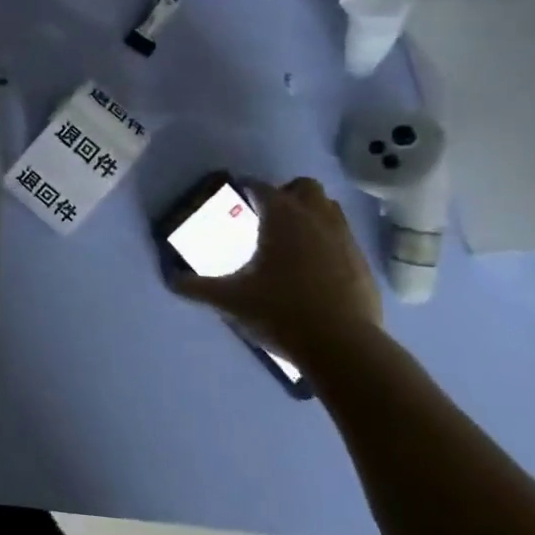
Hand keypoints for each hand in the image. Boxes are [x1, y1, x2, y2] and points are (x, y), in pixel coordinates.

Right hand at [170, 177, 381, 367]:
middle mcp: (315, 218)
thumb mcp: (229, 300)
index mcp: (281, 217)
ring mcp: (345, 240)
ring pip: (330, 209)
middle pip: (304, 187)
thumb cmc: (279, 311)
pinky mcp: (363, 264)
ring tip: (293, 237)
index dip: (247, 187)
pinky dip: (329, 243)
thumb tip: (171, 280)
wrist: (342, 347)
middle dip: (287, 194)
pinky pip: (344, 239)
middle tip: (269, 215)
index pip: (261, 187)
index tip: (237, 194)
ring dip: (312, 214)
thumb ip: (197, 287)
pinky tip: (316, 268)